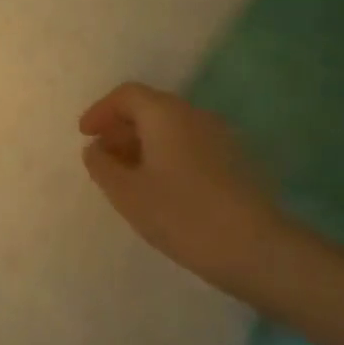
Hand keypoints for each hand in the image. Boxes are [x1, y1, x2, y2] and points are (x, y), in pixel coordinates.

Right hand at [78, 81, 288, 288]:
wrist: (257, 250)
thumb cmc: (182, 215)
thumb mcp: (127, 193)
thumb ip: (102, 166)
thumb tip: (95, 149)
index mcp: (165, 114)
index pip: (127, 95)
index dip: (101, 111)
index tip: (85, 135)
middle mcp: (194, 115)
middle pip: (150, 108)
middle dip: (121, 128)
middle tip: (102, 156)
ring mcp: (220, 137)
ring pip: (171, 128)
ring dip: (144, 144)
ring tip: (127, 176)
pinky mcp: (235, 162)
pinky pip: (190, 145)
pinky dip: (166, 156)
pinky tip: (160, 188)